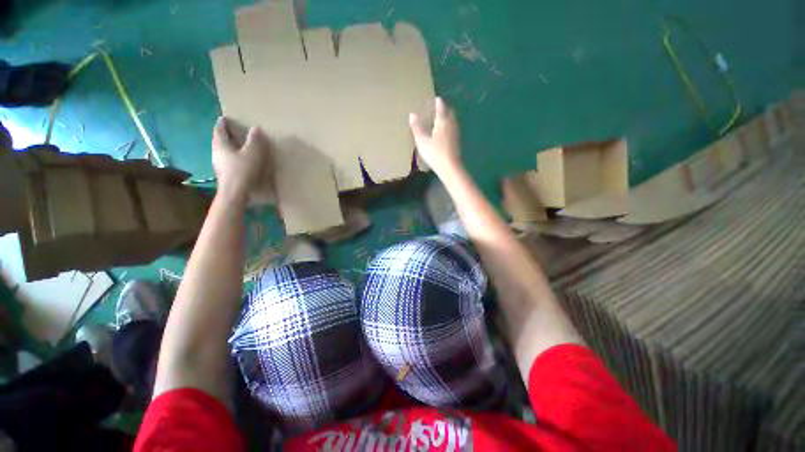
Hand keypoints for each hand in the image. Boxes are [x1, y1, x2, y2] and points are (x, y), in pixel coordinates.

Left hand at [212, 117, 269, 202]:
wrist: (235, 192)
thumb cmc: (242, 170)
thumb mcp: (252, 153)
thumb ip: (254, 140)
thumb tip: (255, 128)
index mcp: (221, 144)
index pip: (219, 130)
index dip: (222, 123)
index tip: (224, 118)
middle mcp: (216, 152)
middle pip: (219, 140)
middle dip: (224, 134)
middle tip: (231, 130)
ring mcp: (219, 164)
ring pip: (222, 150)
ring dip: (228, 145)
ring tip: (237, 144)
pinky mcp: (224, 173)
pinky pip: (226, 159)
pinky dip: (232, 155)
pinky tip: (239, 159)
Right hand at [409, 97, 462, 175]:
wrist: (450, 167)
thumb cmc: (435, 153)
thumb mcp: (422, 141)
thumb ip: (417, 128)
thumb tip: (412, 114)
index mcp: (442, 121)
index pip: (441, 107)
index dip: (438, 102)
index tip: (435, 99)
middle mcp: (451, 124)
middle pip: (449, 112)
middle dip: (444, 109)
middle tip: (438, 108)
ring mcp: (455, 133)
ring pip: (452, 121)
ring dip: (447, 117)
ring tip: (441, 119)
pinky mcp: (457, 142)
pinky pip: (453, 129)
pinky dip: (449, 126)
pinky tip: (445, 132)